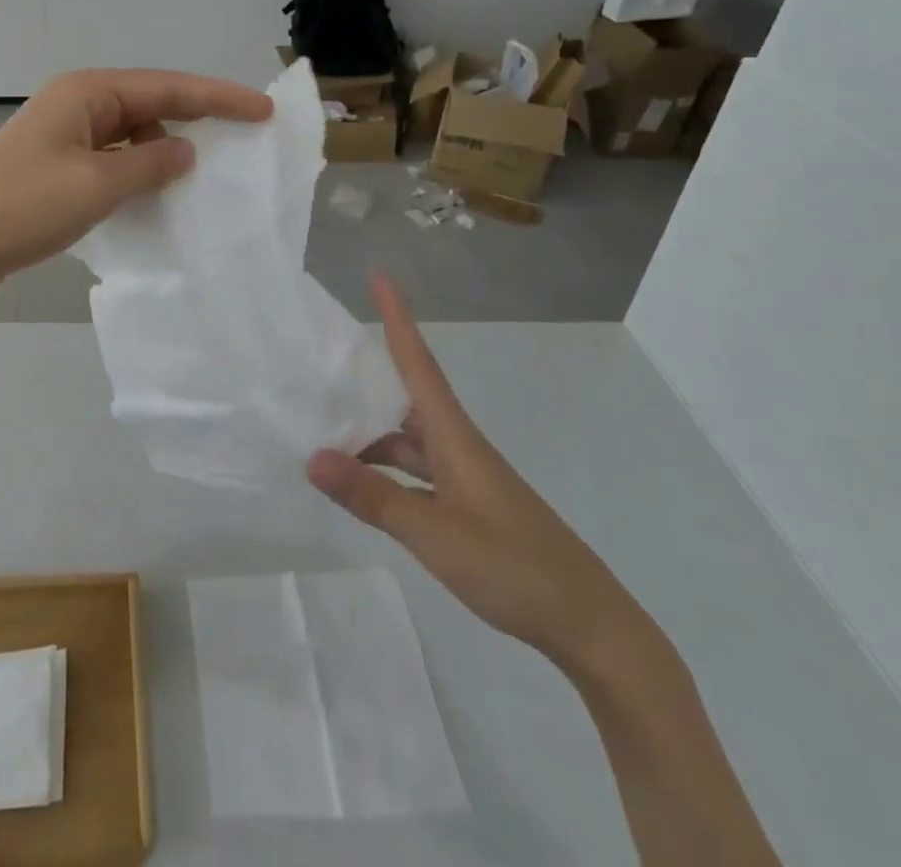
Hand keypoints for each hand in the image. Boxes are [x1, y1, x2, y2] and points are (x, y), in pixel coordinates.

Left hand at [0, 68, 272, 299]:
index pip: (169, 87)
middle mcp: (78, 103)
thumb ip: (150, 164)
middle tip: (241, 141)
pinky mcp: (56, 165)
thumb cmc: (22, 206)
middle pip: (151, 104)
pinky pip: (112, 159)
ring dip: (164, 152)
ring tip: (202, 178)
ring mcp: (64, 134)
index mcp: (88, 92)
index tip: (263, 110)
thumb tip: (186, 151)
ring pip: (132, 134)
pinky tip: (156, 194)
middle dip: (195, 120)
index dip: (219, 98)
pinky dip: (137, 172)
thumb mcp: (97, 185)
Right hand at [308, 274, 653, 674]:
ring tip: (319, 423)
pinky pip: (411, 470)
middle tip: (322, 352)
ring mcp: (460, 476)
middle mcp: (455, 445)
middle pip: (404, 393)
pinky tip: (355, 482)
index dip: (397, 317)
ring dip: (367, 428)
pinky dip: (381, 468)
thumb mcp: (435, 534)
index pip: (418, 362)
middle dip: (367, 368)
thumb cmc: (516, 568)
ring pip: (404, 437)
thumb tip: (312, 457)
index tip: (378, 275)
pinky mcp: (463, 504)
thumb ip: (372, 496)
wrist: (589, 625)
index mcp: (454, 436)